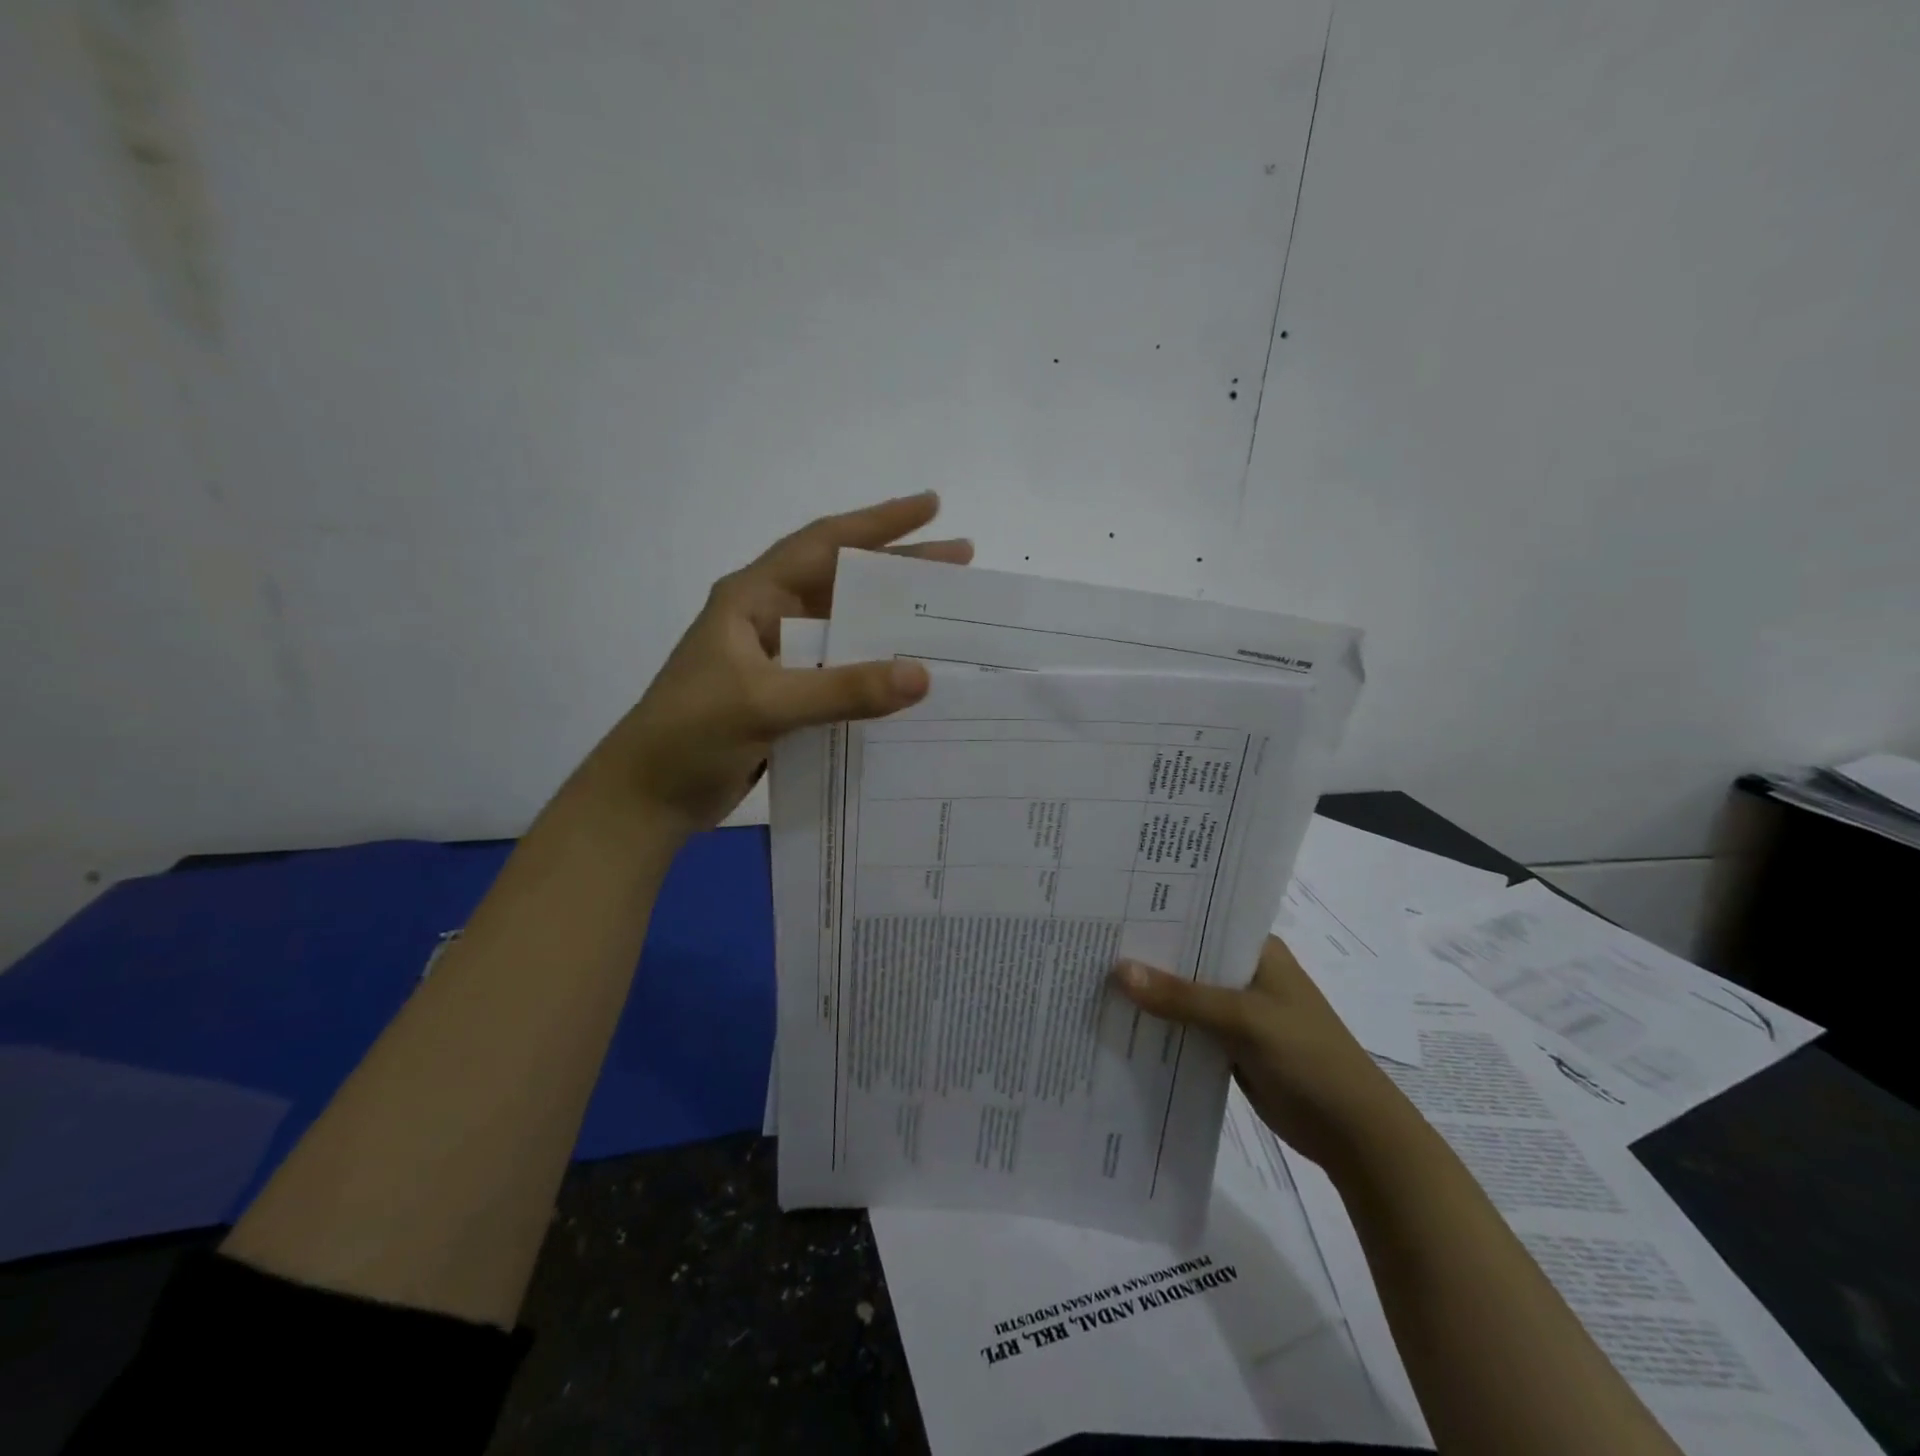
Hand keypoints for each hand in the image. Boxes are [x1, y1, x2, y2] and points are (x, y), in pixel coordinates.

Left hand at [588, 492, 973, 835]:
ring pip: (844, 628)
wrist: (647, 798)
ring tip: (944, 615)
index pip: (824, 544)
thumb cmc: (690, 735)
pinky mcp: (785, 697)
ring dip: (890, 621)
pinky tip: (908, 676)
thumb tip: (923, 676)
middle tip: (959, 559)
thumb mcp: (765, 704)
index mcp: (753, 598)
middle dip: (898, 568)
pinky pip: (840, 672)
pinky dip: (874, 669)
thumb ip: (843, 689)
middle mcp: (768, 618)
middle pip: (842, 581)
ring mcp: (777, 660)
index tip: (932, 507)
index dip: (879, 523)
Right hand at [1111, 935, 1411, 1172]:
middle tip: (1091, 942)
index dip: (1158, 914)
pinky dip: (1161, 1025)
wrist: (1352, 1133)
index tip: (1111, 908)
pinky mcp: (1229, 1044)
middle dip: (1146, 955)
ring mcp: (1237, 1010)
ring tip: (1092, 977)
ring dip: (1150, 992)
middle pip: (1187, 957)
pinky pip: (1186, 1027)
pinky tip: (1120, 1021)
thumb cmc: (1307, 1057)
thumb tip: (1118, 970)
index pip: (1201, 919)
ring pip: (1183, 994)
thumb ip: (1181, 996)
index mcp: (1257, 950)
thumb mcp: (1243, 1019)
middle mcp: (1244, 972)